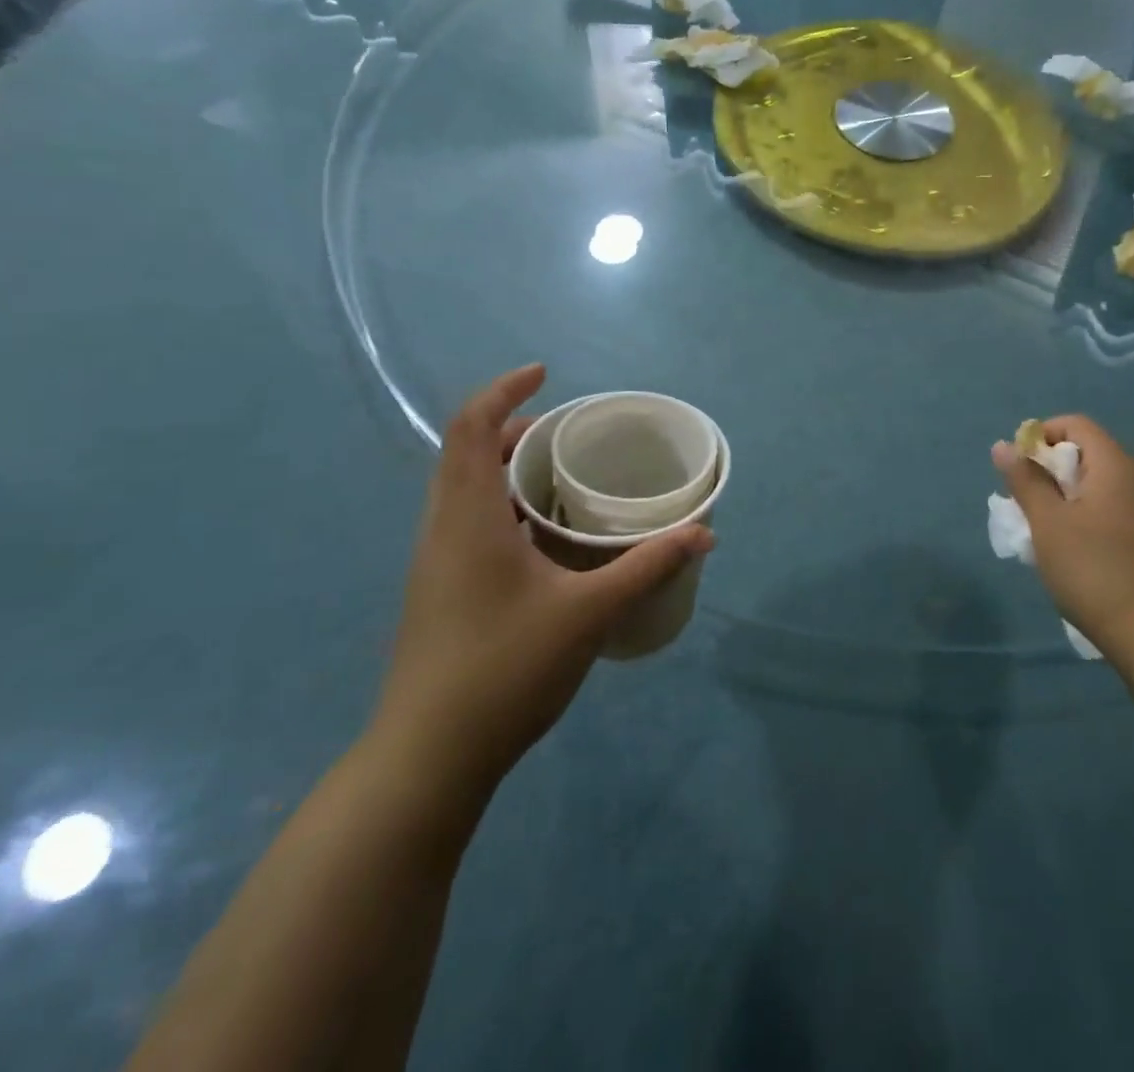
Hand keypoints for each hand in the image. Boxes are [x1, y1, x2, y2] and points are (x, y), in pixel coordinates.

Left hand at [374, 364, 713, 789]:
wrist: (429, 759)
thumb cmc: (505, 670)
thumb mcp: (589, 613)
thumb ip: (649, 566)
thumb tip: (704, 533)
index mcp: (468, 518)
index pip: (471, 429)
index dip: (503, 391)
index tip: (545, 374)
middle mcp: (443, 530)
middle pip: (467, 453)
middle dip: (514, 428)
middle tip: (568, 430)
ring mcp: (437, 563)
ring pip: (466, 490)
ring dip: (508, 467)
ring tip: (563, 473)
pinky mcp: (442, 591)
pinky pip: (470, 521)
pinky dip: (505, 503)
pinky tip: (546, 535)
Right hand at [993, 416, 1133, 652]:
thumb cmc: (1093, 570)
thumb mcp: (1048, 523)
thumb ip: (1025, 480)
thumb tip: (1003, 446)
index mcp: (1116, 466)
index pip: (1076, 424)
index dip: (1041, 436)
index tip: (1019, 468)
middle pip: (1088, 452)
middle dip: (1050, 469)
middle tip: (1026, 503)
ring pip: (1098, 483)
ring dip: (1065, 495)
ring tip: (1044, 529)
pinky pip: (1112, 507)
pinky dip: (1086, 514)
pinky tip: (1073, 549)